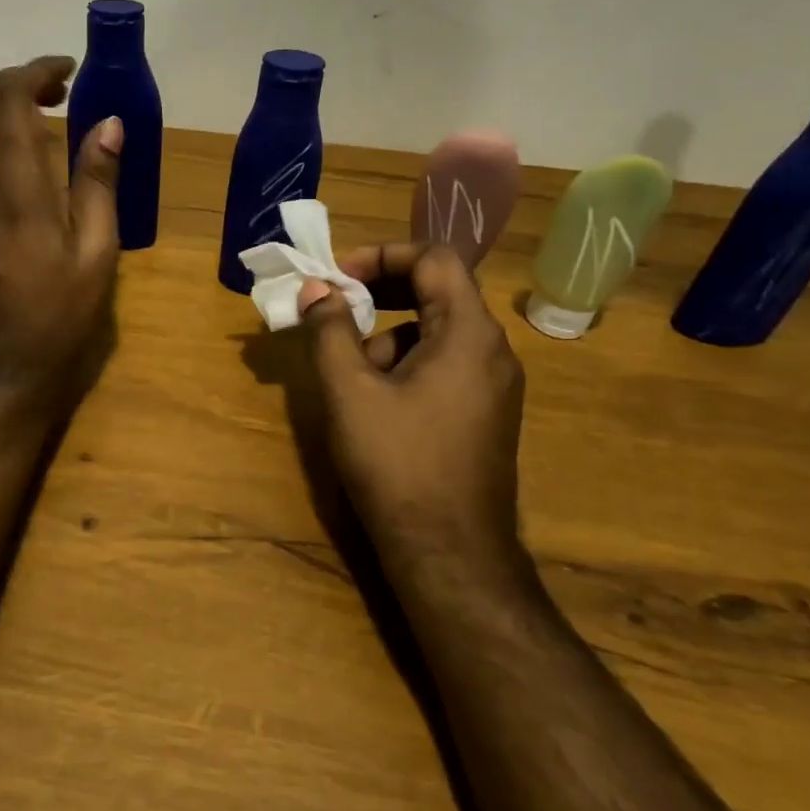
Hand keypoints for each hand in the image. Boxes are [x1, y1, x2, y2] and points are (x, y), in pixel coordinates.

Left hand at [0, 57, 122, 414]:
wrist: (3, 366)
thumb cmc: (62, 314)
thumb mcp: (98, 253)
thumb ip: (100, 182)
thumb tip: (109, 123)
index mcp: (18, 189)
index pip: (9, 99)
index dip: (36, 71)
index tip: (68, 72)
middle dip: (11, 78)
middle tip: (55, 91)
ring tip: (32, 114)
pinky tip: (9, 150)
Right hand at [298, 244, 527, 584]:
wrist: (450, 555)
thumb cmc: (398, 463)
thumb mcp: (350, 391)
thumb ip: (329, 330)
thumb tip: (315, 290)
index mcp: (469, 334)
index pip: (434, 258)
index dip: (381, 255)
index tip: (337, 276)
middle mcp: (492, 351)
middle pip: (437, 291)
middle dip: (379, 292)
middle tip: (333, 307)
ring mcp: (494, 386)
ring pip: (435, 333)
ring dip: (386, 336)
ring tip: (348, 375)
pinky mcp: (485, 415)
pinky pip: (443, 365)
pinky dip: (404, 365)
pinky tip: (374, 404)